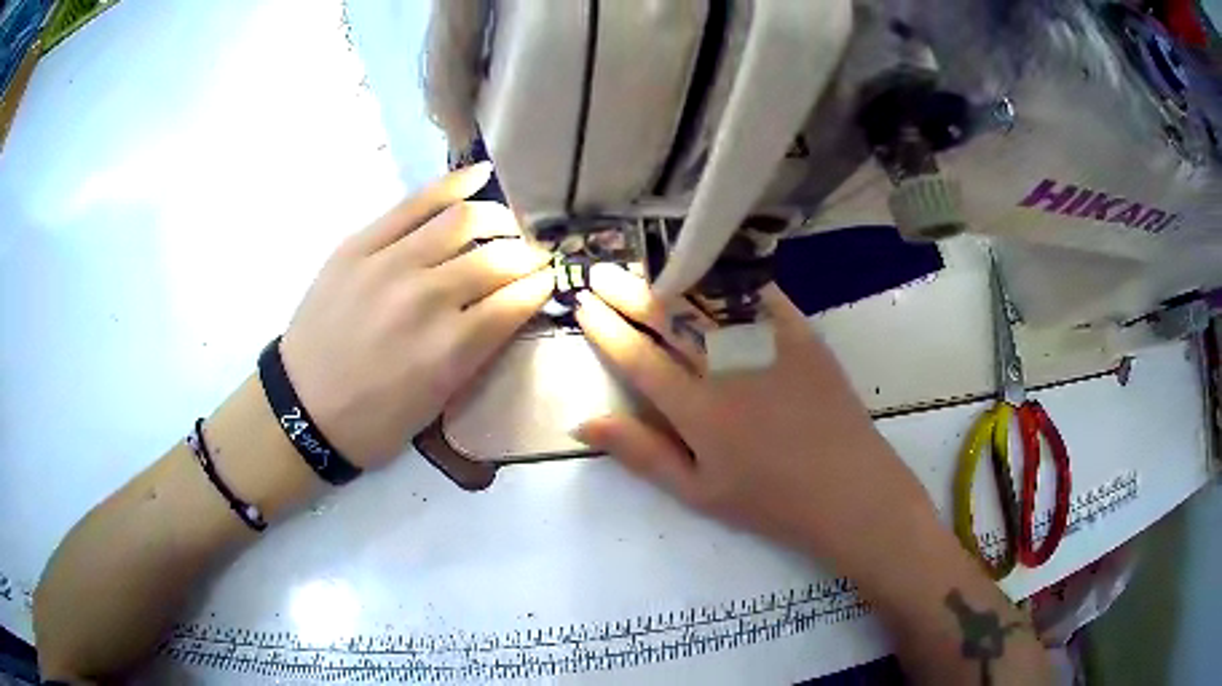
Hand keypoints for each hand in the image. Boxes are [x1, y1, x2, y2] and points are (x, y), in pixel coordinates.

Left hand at [280, 164, 552, 467]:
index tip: (550, 279)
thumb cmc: (373, 421)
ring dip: (499, 218)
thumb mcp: (436, 404)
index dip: (542, 284)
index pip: (518, 299)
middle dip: (527, 254)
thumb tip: (509, 309)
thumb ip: (476, 354)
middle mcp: (428, 299)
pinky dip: (453, 186)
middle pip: (499, 257)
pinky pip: (414, 204)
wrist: (302, 410)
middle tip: (530, 256)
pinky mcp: (360, 246)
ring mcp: (391, 265)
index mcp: (451, 350)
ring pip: (463, 220)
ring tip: (506, 222)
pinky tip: (479, 176)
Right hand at [571, 265, 936, 571]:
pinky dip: (735, 280)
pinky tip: (716, 266)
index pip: (639, 359)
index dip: (607, 330)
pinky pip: (763, 298)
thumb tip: (584, 422)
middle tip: (601, 271)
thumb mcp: (698, 491)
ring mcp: (768, 347)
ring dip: (673, 280)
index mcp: (697, 410)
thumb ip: (642, 453)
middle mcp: (727, 368)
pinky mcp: (802, 337)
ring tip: (645, 264)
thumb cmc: (770, 502)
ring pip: (710, 302)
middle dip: (629, 293)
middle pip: (669, 320)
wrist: (849, 491)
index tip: (583, 304)